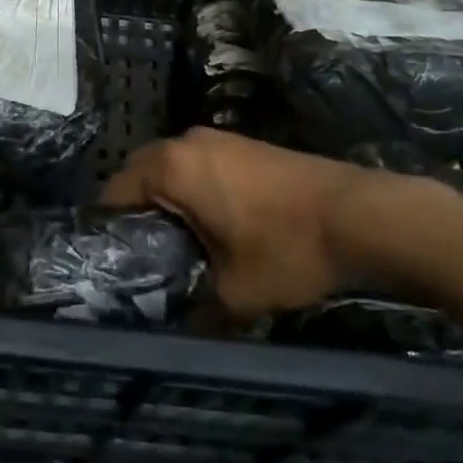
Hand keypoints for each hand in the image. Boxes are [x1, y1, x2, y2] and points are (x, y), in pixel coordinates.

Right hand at [101, 128, 450, 319]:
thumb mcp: (235, 292)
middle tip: (142, 257)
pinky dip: (191, 187)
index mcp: (171, 167)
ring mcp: (216, 138)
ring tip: (175, 244)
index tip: (111, 262)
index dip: (107, 227)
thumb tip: (174, 324)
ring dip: (165, 198)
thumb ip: (194, 306)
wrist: (355, 214)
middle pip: (139, 172)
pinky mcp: (241, 143)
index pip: (115, 190)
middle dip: (135, 210)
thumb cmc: (286, 248)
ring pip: (170, 166)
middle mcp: (186, 141)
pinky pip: (197, 163)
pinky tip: (211, 223)